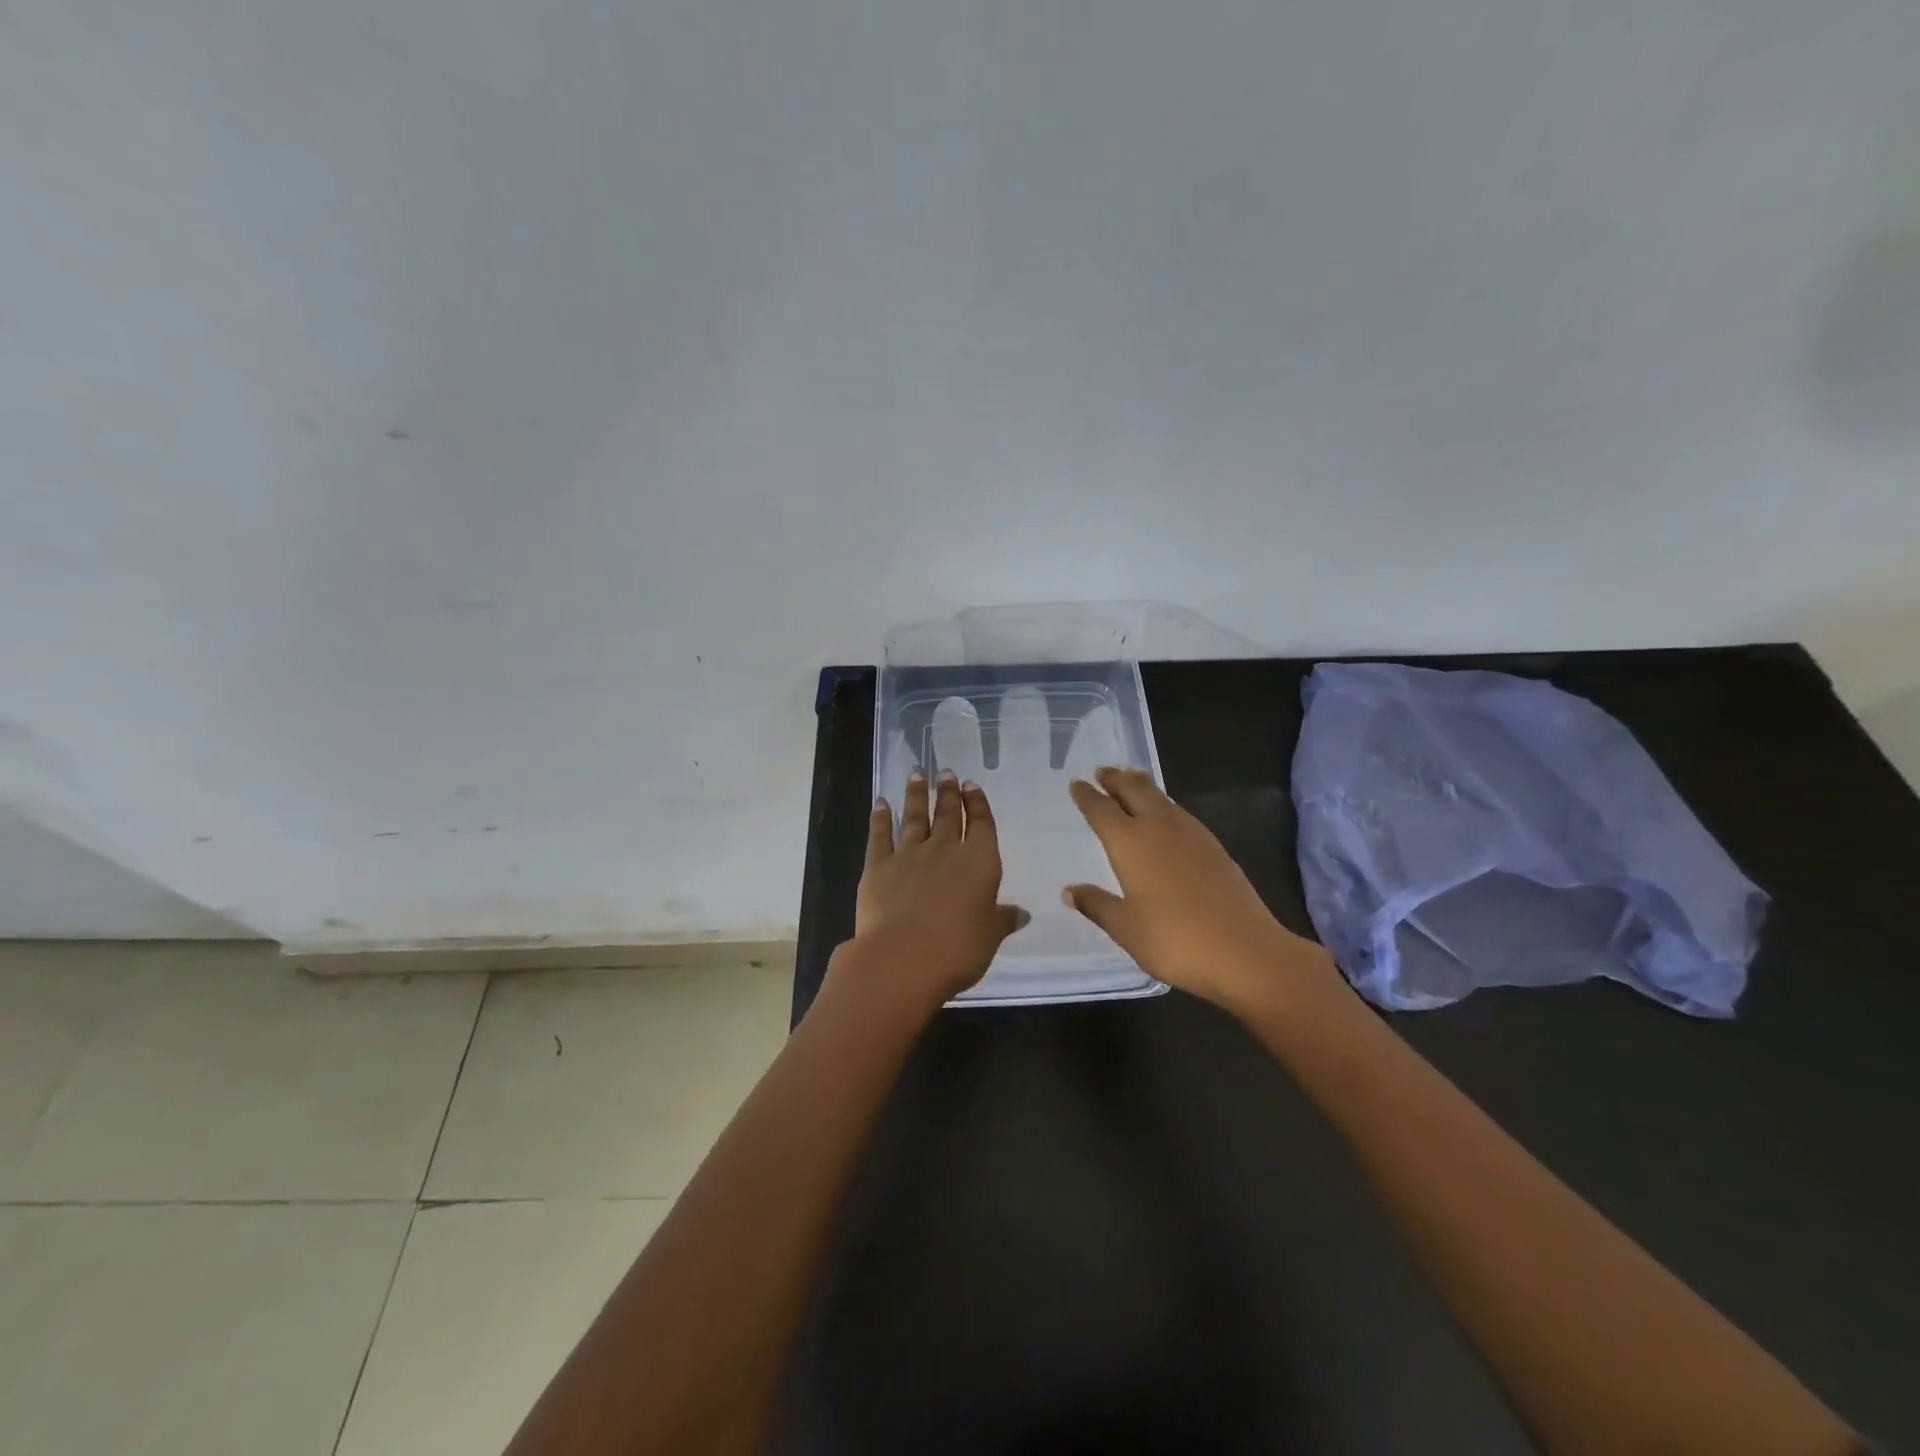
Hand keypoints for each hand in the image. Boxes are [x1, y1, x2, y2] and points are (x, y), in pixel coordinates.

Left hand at [831, 770, 1028, 1013]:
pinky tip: (881, 803)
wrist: (904, 957)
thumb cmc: (959, 949)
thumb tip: (1022, 913)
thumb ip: (1003, 920)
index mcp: (979, 861)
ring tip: (917, 774)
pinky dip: (880, 818)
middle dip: (948, 792)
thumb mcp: (990, 937)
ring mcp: (909, 854)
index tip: (971, 785)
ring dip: (917, 795)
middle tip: (946, 772)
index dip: (977, 804)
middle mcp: (945, 849)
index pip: (981, 824)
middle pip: (947, 814)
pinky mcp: (878, 866)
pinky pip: (880, 836)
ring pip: (914, 817)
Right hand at [1064, 766, 1336, 1014]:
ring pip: (1161, 797)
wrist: (1246, 952)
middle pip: (1134, 791)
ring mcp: (1192, 835)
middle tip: (1102, 770)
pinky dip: (1165, 803)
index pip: (1102, 810)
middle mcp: (1159, 828)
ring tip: (1132, 778)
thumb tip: (1069, 890)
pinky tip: (1167, 814)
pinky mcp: (1215, 847)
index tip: (1076, 783)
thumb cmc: (1175, 941)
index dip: (1087, 796)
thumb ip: (1097, 905)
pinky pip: (1180, 812)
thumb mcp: (1126, 929)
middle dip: (1116, 779)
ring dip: (1142, 785)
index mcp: (1130, 843)